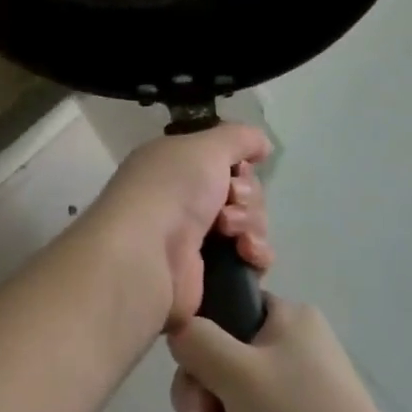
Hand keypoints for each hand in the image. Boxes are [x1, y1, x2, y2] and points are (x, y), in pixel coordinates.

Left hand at [80, 125, 273, 332]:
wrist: (147, 254)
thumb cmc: (172, 189)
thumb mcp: (206, 147)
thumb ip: (239, 138)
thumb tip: (263, 145)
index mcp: (176, 166)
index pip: (224, 161)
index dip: (240, 165)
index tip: (239, 171)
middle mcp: (183, 199)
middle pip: (242, 192)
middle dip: (246, 196)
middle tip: (230, 201)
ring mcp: (195, 238)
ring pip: (250, 224)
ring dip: (250, 224)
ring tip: (232, 233)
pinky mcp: (209, 274)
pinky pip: (250, 259)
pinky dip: (256, 254)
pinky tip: (247, 254)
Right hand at [168, 296, 411, 411]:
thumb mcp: (239, 372)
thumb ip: (196, 340)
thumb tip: (177, 329)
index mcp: (286, 320)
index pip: (225, 308)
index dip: (199, 340)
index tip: (194, 374)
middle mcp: (286, 353)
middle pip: (213, 364)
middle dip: (198, 404)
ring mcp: (284, 402)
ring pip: (218, 407)